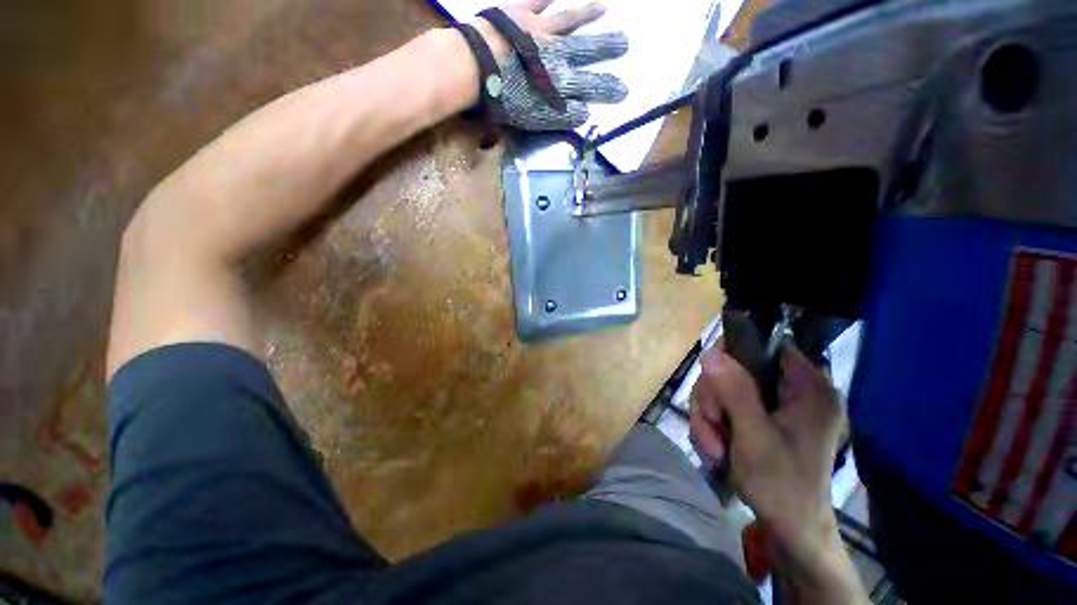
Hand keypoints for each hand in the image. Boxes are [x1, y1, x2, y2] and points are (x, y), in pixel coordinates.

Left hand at [473, 1, 628, 130]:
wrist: (473, 67)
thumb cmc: (503, 97)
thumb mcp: (534, 116)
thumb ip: (561, 115)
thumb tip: (585, 113)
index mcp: (557, 79)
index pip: (589, 85)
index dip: (606, 88)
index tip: (624, 91)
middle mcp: (555, 51)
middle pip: (586, 48)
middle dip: (606, 47)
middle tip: (625, 43)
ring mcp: (539, 29)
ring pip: (569, 19)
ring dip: (588, 14)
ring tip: (606, 7)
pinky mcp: (519, 13)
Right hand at [689, 343, 844, 566]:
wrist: (789, 532)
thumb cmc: (782, 487)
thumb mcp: (755, 438)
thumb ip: (735, 393)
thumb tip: (711, 351)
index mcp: (808, 389)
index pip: (768, 345)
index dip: (734, 354)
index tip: (714, 380)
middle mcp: (792, 391)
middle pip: (734, 369)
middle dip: (714, 399)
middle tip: (715, 427)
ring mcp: (773, 406)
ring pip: (722, 390)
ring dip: (709, 418)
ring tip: (715, 448)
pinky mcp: (759, 419)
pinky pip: (722, 408)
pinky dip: (713, 427)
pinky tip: (716, 451)